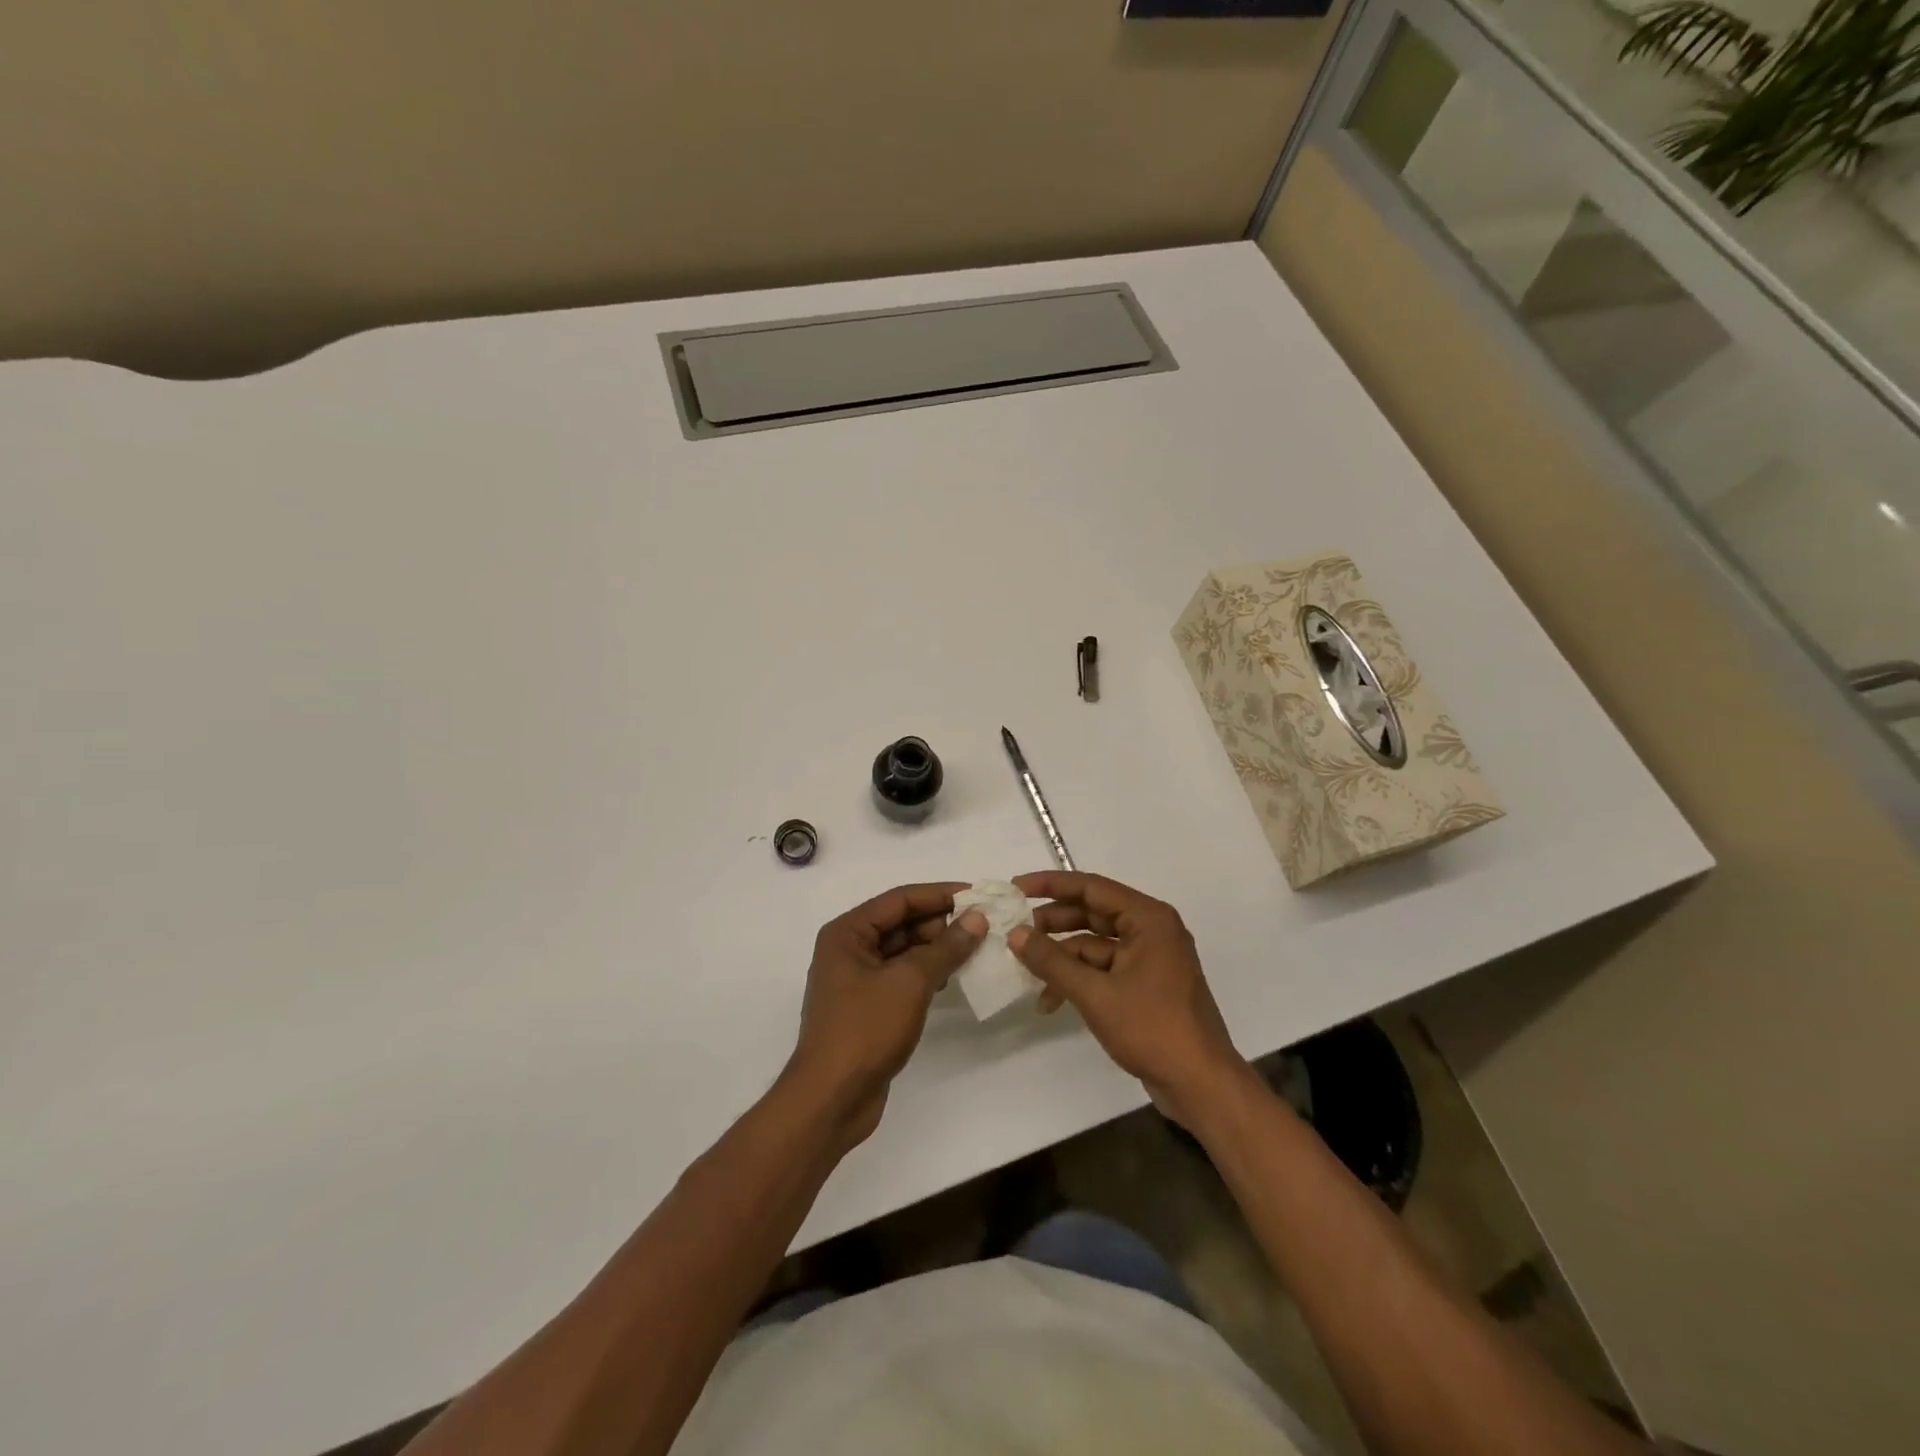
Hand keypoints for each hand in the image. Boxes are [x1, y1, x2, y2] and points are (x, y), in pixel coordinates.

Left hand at [787, 883, 986, 1146]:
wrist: (831, 1099)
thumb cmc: (865, 1030)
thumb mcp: (910, 982)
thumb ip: (946, 947)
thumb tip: (977, 918)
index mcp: (847, 932)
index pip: (900, 899)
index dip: (939, 894)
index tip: (977, 895)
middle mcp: (848, 948)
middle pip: (901, 922)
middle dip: (940, 923)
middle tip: (981, 927)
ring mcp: (856, 979)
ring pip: (903, 950)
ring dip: (936, 948)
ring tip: (974, 950)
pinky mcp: (867, 1006)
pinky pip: (901, 975)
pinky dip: (926, 972)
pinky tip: (951, 978)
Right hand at [1008, 872, 1246, 1128]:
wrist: (1200, 1084)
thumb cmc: (1152, 1028)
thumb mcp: (1095, 993)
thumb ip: (1052, 961)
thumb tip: (1015, 934)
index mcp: (1149, 919)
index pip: (1092, 888)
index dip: (1051, 885)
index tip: (1016, 887)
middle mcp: (1152, 930)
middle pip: (1093, 913)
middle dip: (1053, 923)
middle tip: (1016, 929)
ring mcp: (1150, 959)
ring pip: (1096, 944)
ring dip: (1062, 956)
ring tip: (1025, 969)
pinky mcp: (1146, 985)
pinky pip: (1104, 968)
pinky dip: (1078, 978)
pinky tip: (1050, 999)